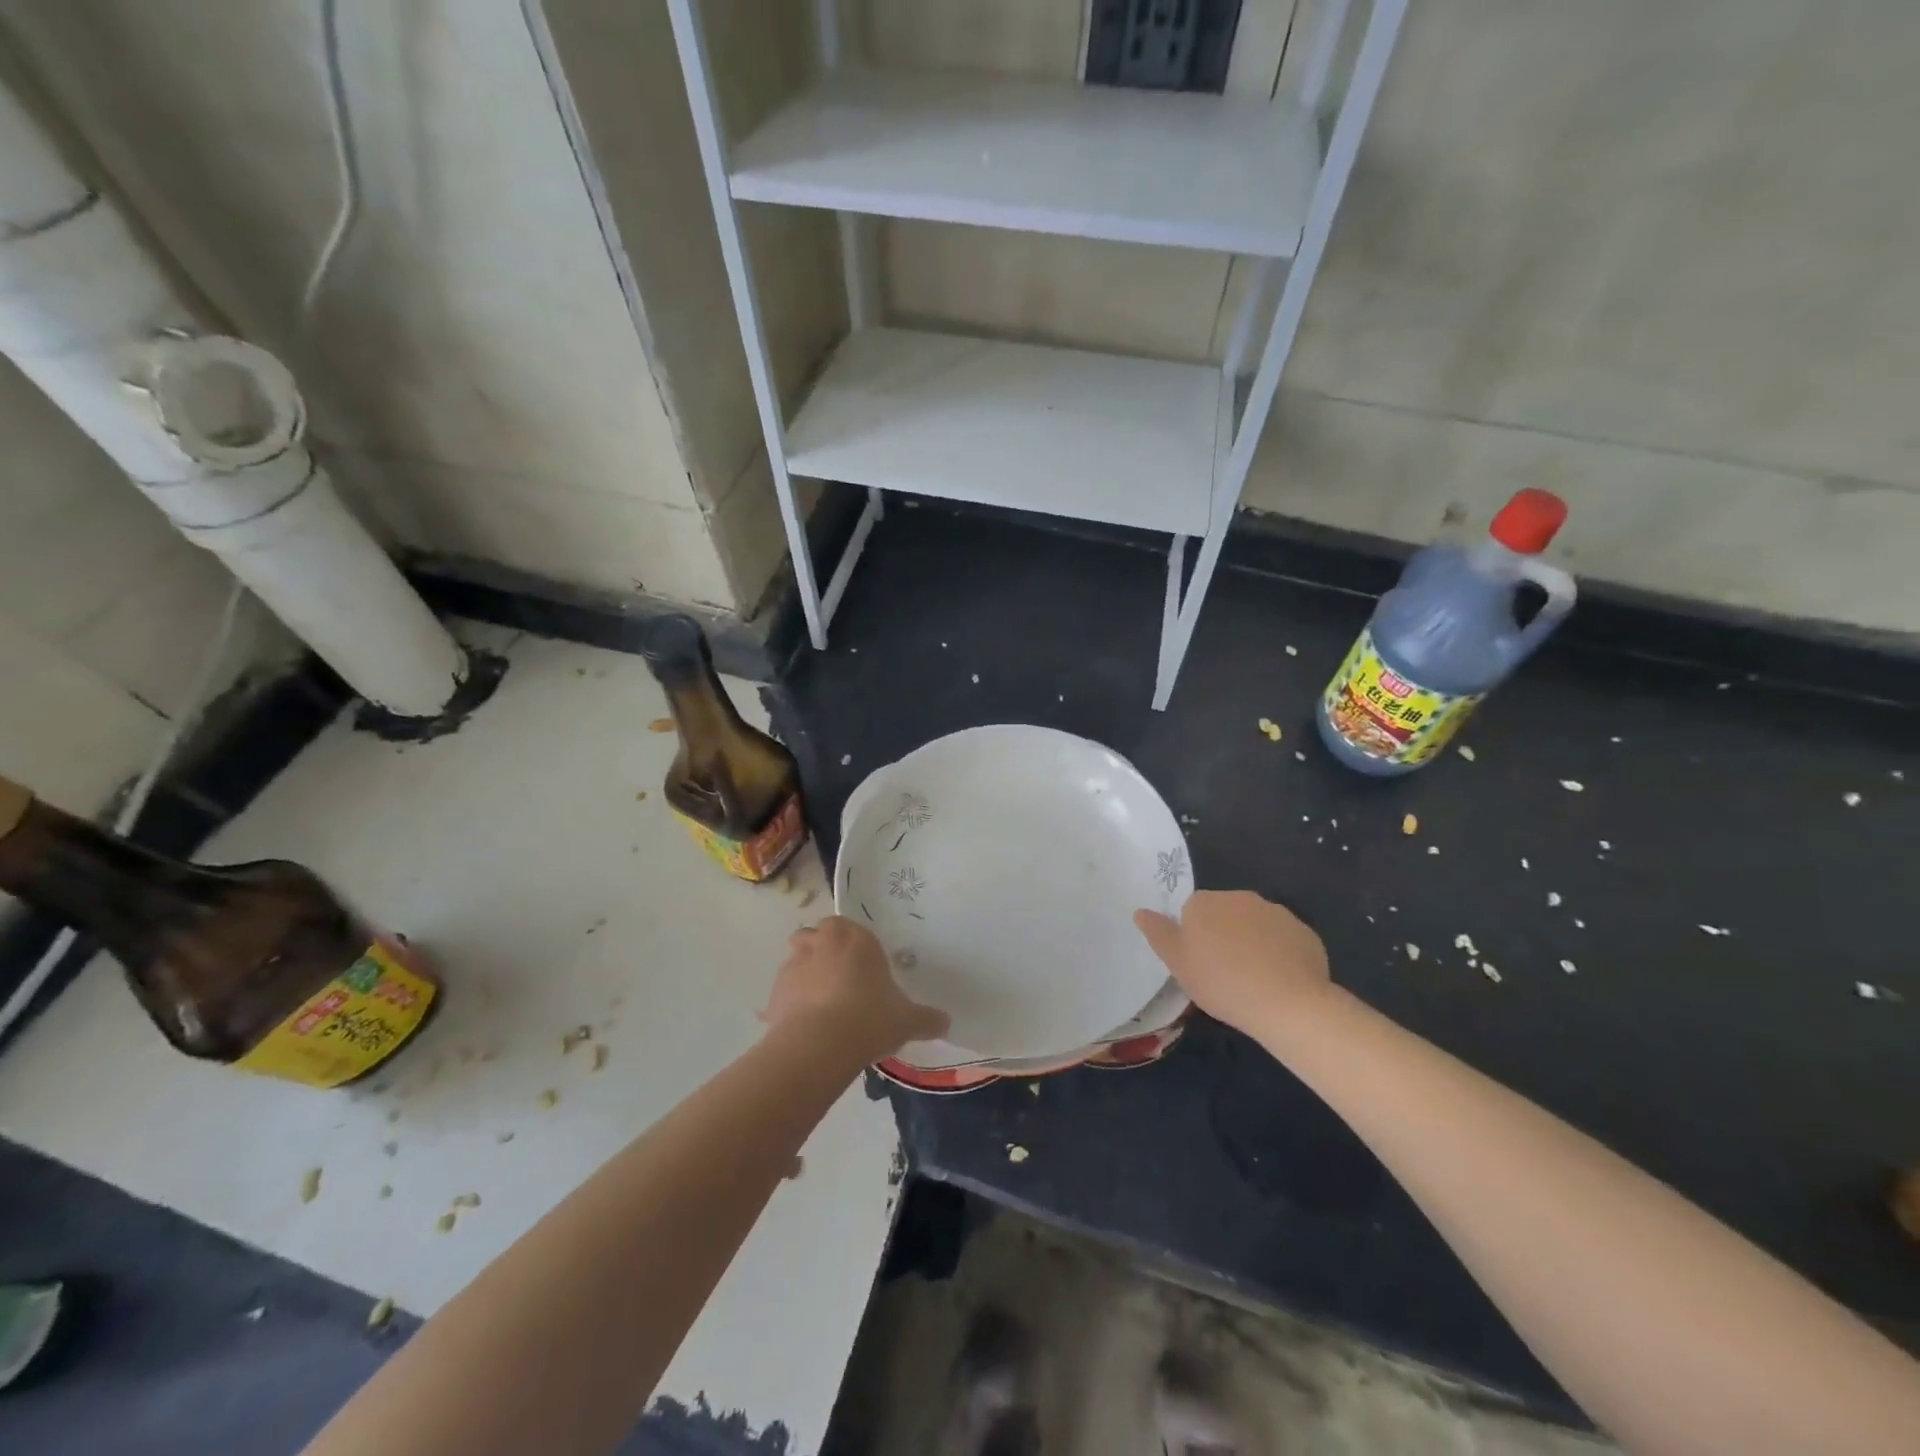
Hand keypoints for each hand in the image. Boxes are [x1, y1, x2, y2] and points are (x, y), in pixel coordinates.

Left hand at [763, 916, 948, 1061]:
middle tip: (839, 978)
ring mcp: (794, 964)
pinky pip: (783, 990)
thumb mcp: (908, 1021)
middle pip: (818, 934)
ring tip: (818, 1001)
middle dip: (824, 948)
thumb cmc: (870, 1019)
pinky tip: (803, 1025)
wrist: (820, 1044)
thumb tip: (945, 1022)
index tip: (863, 966)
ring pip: (797, 956)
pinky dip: (790, 1001)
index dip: (854, 944)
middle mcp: (823, 942)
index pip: (851, 926)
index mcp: (856, 938)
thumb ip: (928, 1019)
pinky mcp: (775, 990)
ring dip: (805, 971)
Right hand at [1134, 890, 1332, 1035]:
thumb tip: (1140, 911)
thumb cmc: (1221, 982)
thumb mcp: (1178, 963)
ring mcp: (1275, 912)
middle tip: (1223, 973)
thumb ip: (1158, 933)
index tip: (1199, 963)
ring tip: (1253, 980)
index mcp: (1204, 902)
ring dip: (1251, 943)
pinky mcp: (1304, 932)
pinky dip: (1279, 954)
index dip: (1194, 937)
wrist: (1287, 1003)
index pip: (1192, 911)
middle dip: (1223, 936)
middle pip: (1224, 914)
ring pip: (1255, 925)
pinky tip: (1279, 981)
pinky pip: (1283, 940)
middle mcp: (1239, 897)